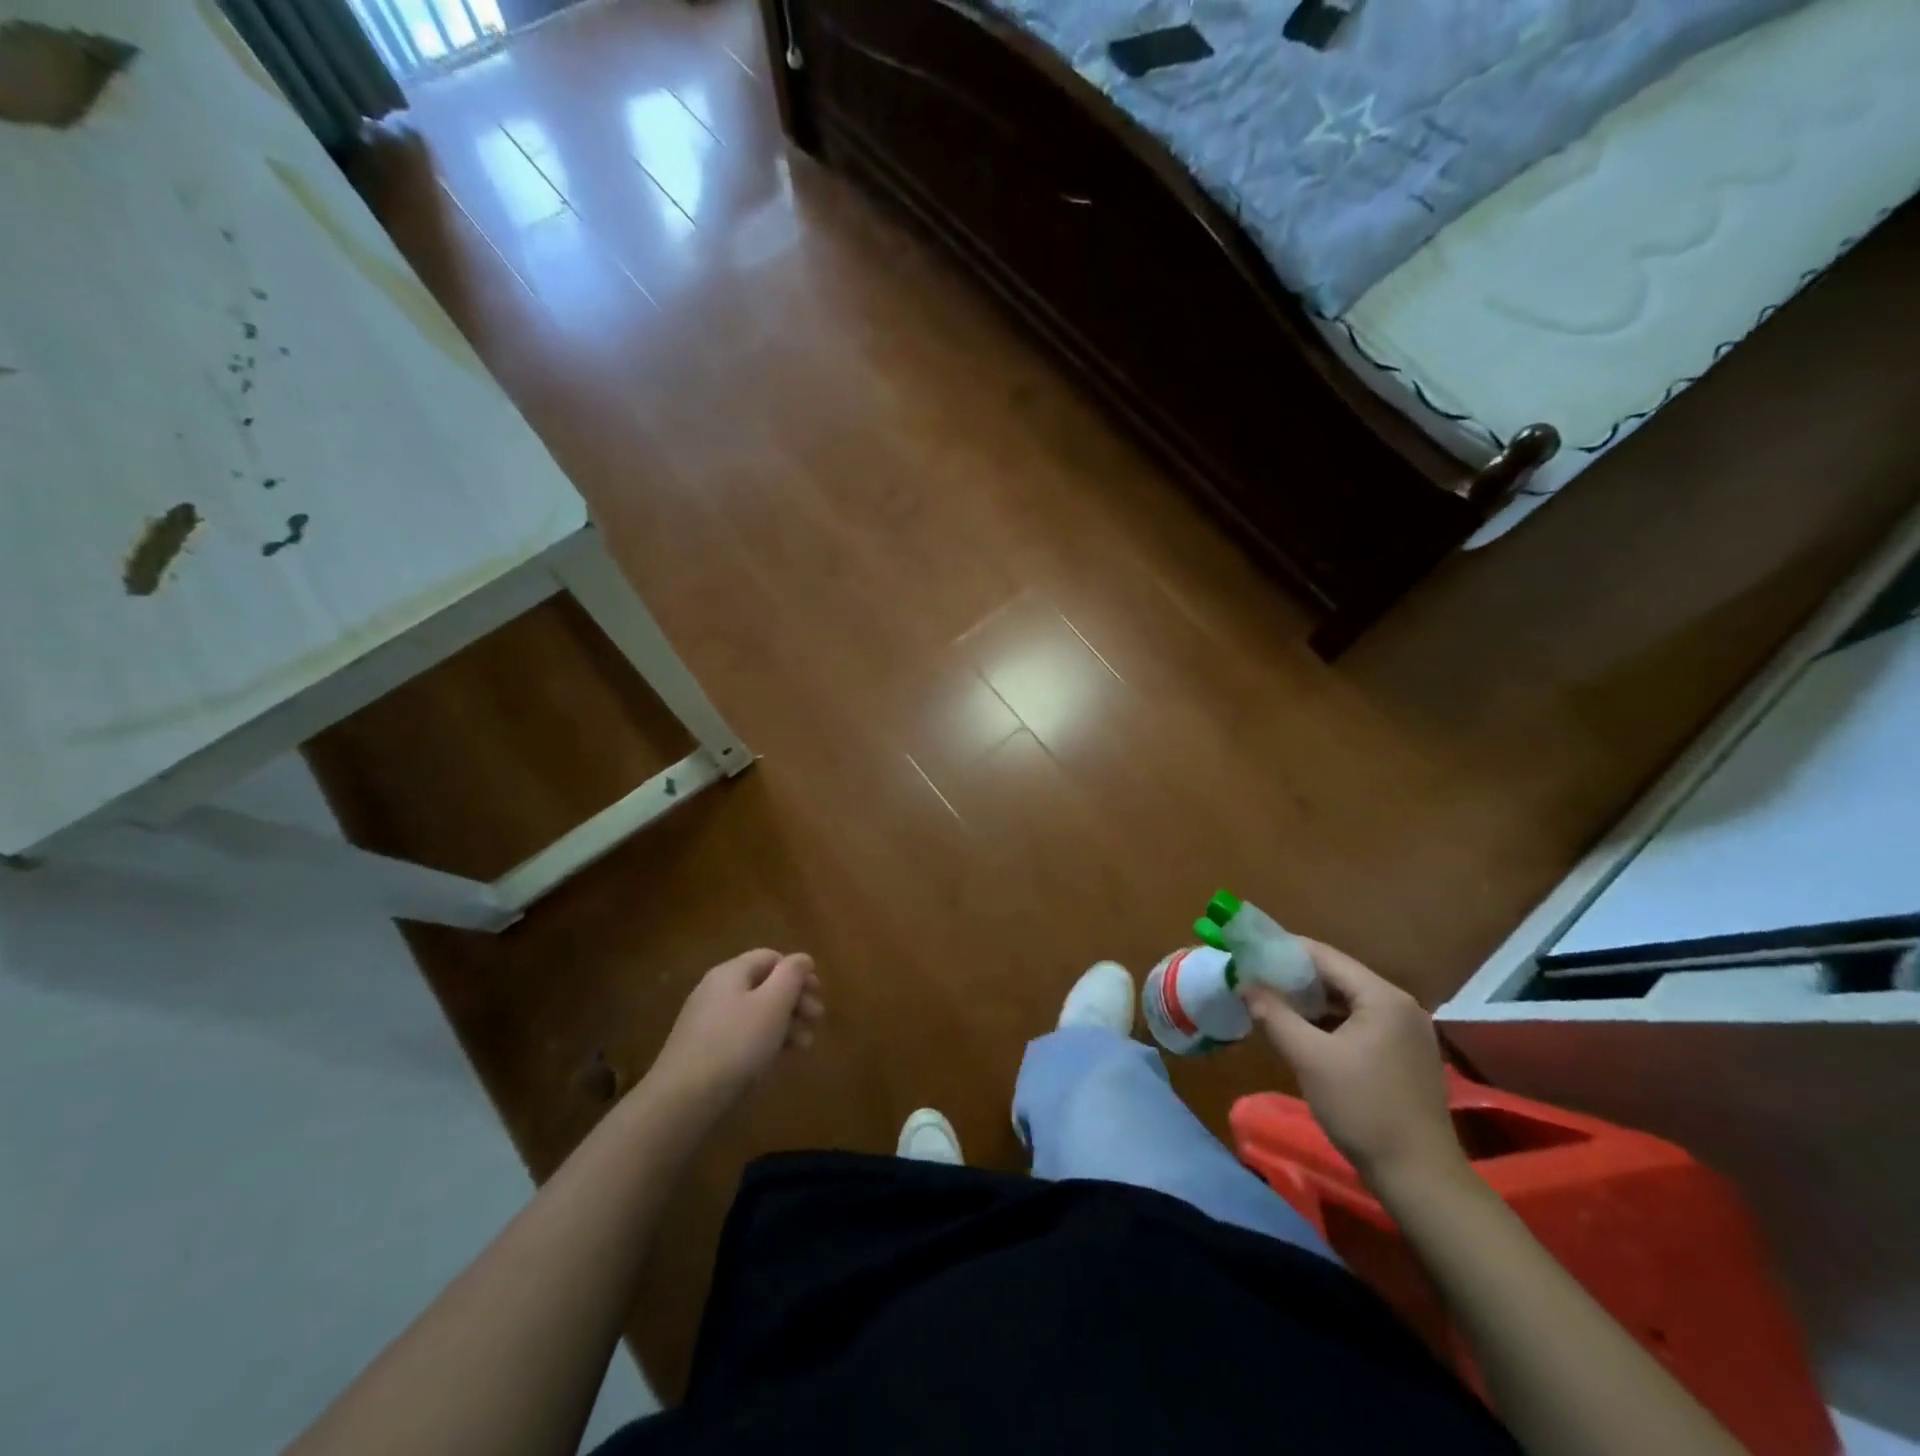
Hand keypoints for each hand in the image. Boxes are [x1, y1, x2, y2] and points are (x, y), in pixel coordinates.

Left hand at [649, 949, 823, 1108]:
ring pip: (755, 1013)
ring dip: (785, 1023)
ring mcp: (707, 1022)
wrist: (682, 1100)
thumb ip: (792, 975)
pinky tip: (777, 1060)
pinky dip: (764, 1041)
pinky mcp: (704, 1050)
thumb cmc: (736, 1044)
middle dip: (795, 1000)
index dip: (798, 971)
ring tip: (804, 1046)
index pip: (771, 957)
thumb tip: (802, 958)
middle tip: (816, 1020)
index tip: (818, 994)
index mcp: (731, 972)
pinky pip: (742, 1036)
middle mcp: (717, 991)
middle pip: (764, 985)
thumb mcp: (773, 1004)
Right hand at [1244, 941, 1464, 1188]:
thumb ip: (1274, 1014)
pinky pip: (1358, 1022)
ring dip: (1309, 1000)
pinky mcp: (1404, 1055)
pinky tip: (1301, 1030)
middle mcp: (1399, 1005)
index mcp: (1382, 997)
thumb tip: (1245, 984)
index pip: (1325, 956)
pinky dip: (1328, 1021)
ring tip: (1270, 1000)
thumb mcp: (1309, 1058)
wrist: (1419, 1178)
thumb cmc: (1363, 1109)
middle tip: (1254, 976)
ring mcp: (1406, 1032)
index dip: (1283, 950)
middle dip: (1294, 975)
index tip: (1249, 950)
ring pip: (1347, 1001)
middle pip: (1337, 976)